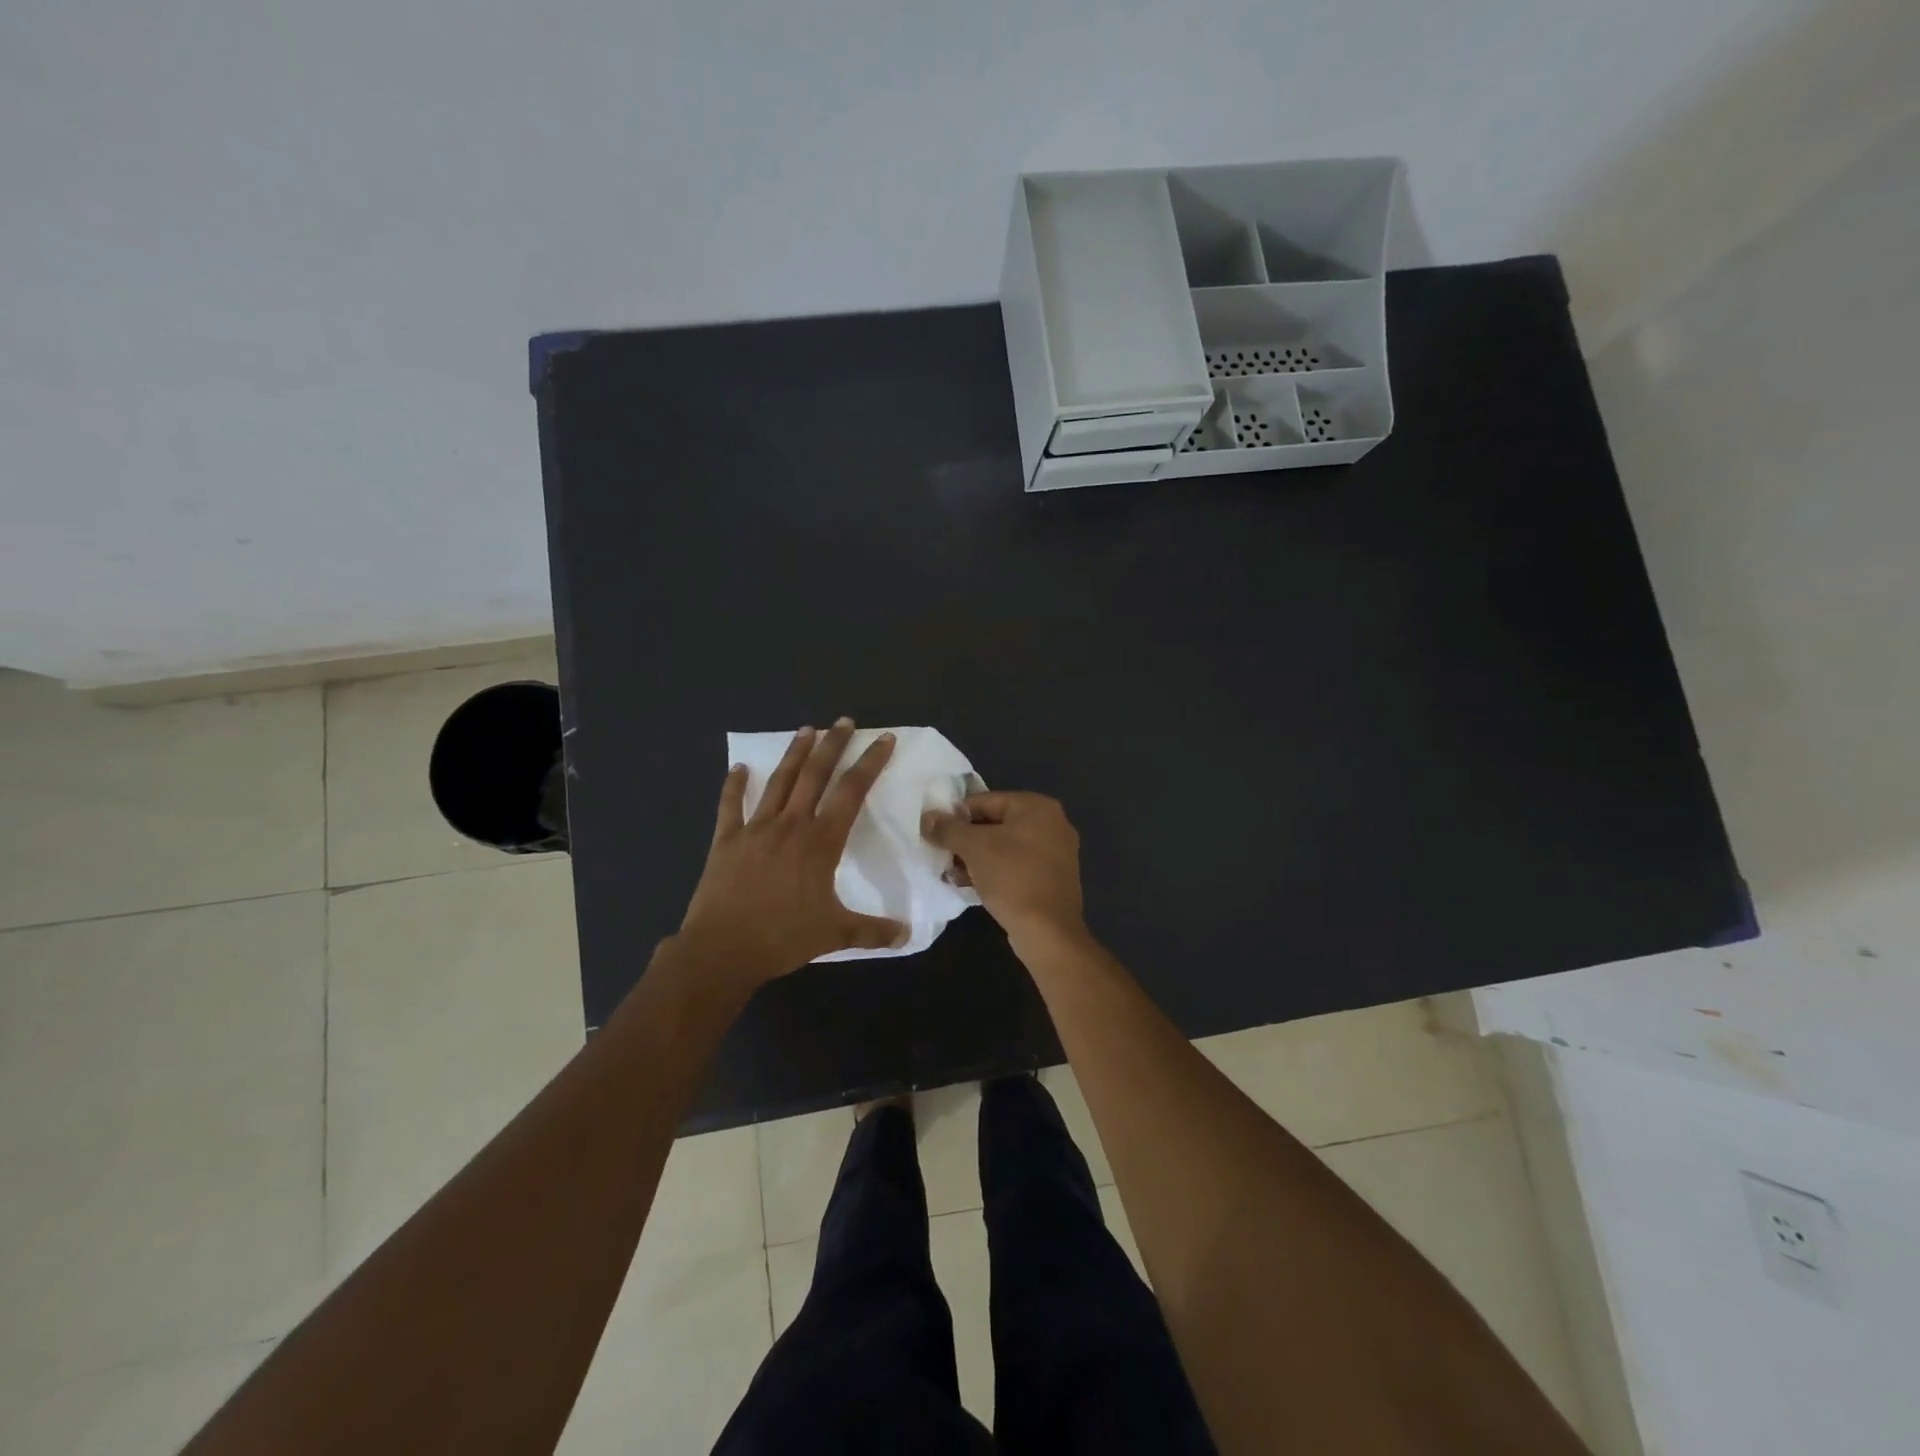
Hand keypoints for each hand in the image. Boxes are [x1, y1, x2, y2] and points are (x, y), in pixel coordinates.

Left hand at [675, 721, 907, 987]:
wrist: (721, 950)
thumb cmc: (782, 938)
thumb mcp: (835, 935)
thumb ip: (872, 931)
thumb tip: (907, 935)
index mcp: (820, 842)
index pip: (852, 792)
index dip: (870, 763)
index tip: (883, 740)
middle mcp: (790, 825)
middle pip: (815, 775)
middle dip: (832, 745)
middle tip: (843, 721)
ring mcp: (755, 829)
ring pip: (779, 782)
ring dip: (794, 754)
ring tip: (806, 730)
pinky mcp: (726, 840)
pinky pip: (730, 805)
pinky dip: (734, 785)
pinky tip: (738, 768)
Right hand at [922, 791, 1084, 946]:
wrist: (1048, 931)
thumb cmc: (1012, 878)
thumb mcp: (974, 848)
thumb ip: (948, 828)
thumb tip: (927, 817)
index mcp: (1038, 807)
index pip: (986, 800)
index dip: (956, 814)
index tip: (935, 831)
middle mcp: (1052, 824)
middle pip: (996, 823)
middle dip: (966, 840)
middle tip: (941, 853)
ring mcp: (1055, 853)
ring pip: (1005, 847)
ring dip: (976, 858)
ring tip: (950, 873)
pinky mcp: (1052, 879)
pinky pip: (1016, 867)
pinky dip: (993, 872)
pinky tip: (969, 885)